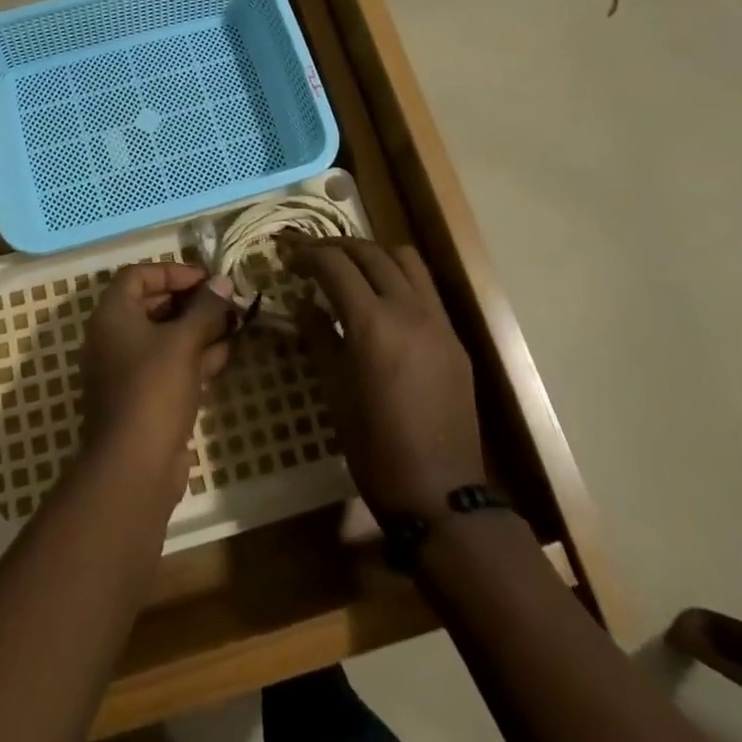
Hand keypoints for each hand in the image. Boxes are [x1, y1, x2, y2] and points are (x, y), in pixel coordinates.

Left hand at [80, 264, 235, 488]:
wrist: (134, 467)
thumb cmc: (153, 389)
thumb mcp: (184, 342)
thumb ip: (205, 308)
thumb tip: (224, 281)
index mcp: (112, 315)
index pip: (138, 275)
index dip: (172, 271)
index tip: (206, 279)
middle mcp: (113, 337)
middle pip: (152, 305)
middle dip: (191, 302)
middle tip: (225, 301)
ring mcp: (126, 370)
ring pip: (164, 337)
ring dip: (197, 329)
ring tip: (234, 324)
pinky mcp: (142, 398)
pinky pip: (168, 365)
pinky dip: (193, 356)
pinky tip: (225, 353)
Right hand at [284, 238, 486, 517]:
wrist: (442, 494)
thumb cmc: (376, 449)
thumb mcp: (335, 392)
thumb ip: (319, 337)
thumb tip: (303, 302)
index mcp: (373, 324)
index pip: (335, 264)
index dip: (307, 254)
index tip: (287, 258)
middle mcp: (409, 310)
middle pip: (369, 252)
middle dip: (335, 247)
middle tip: (309, 257)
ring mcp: (437, 320)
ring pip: (404, 259)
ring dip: (371, 254)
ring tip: (348, 268)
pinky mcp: (454, 337)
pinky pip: (424, 287)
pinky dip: (396, 277)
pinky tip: (380, 299)